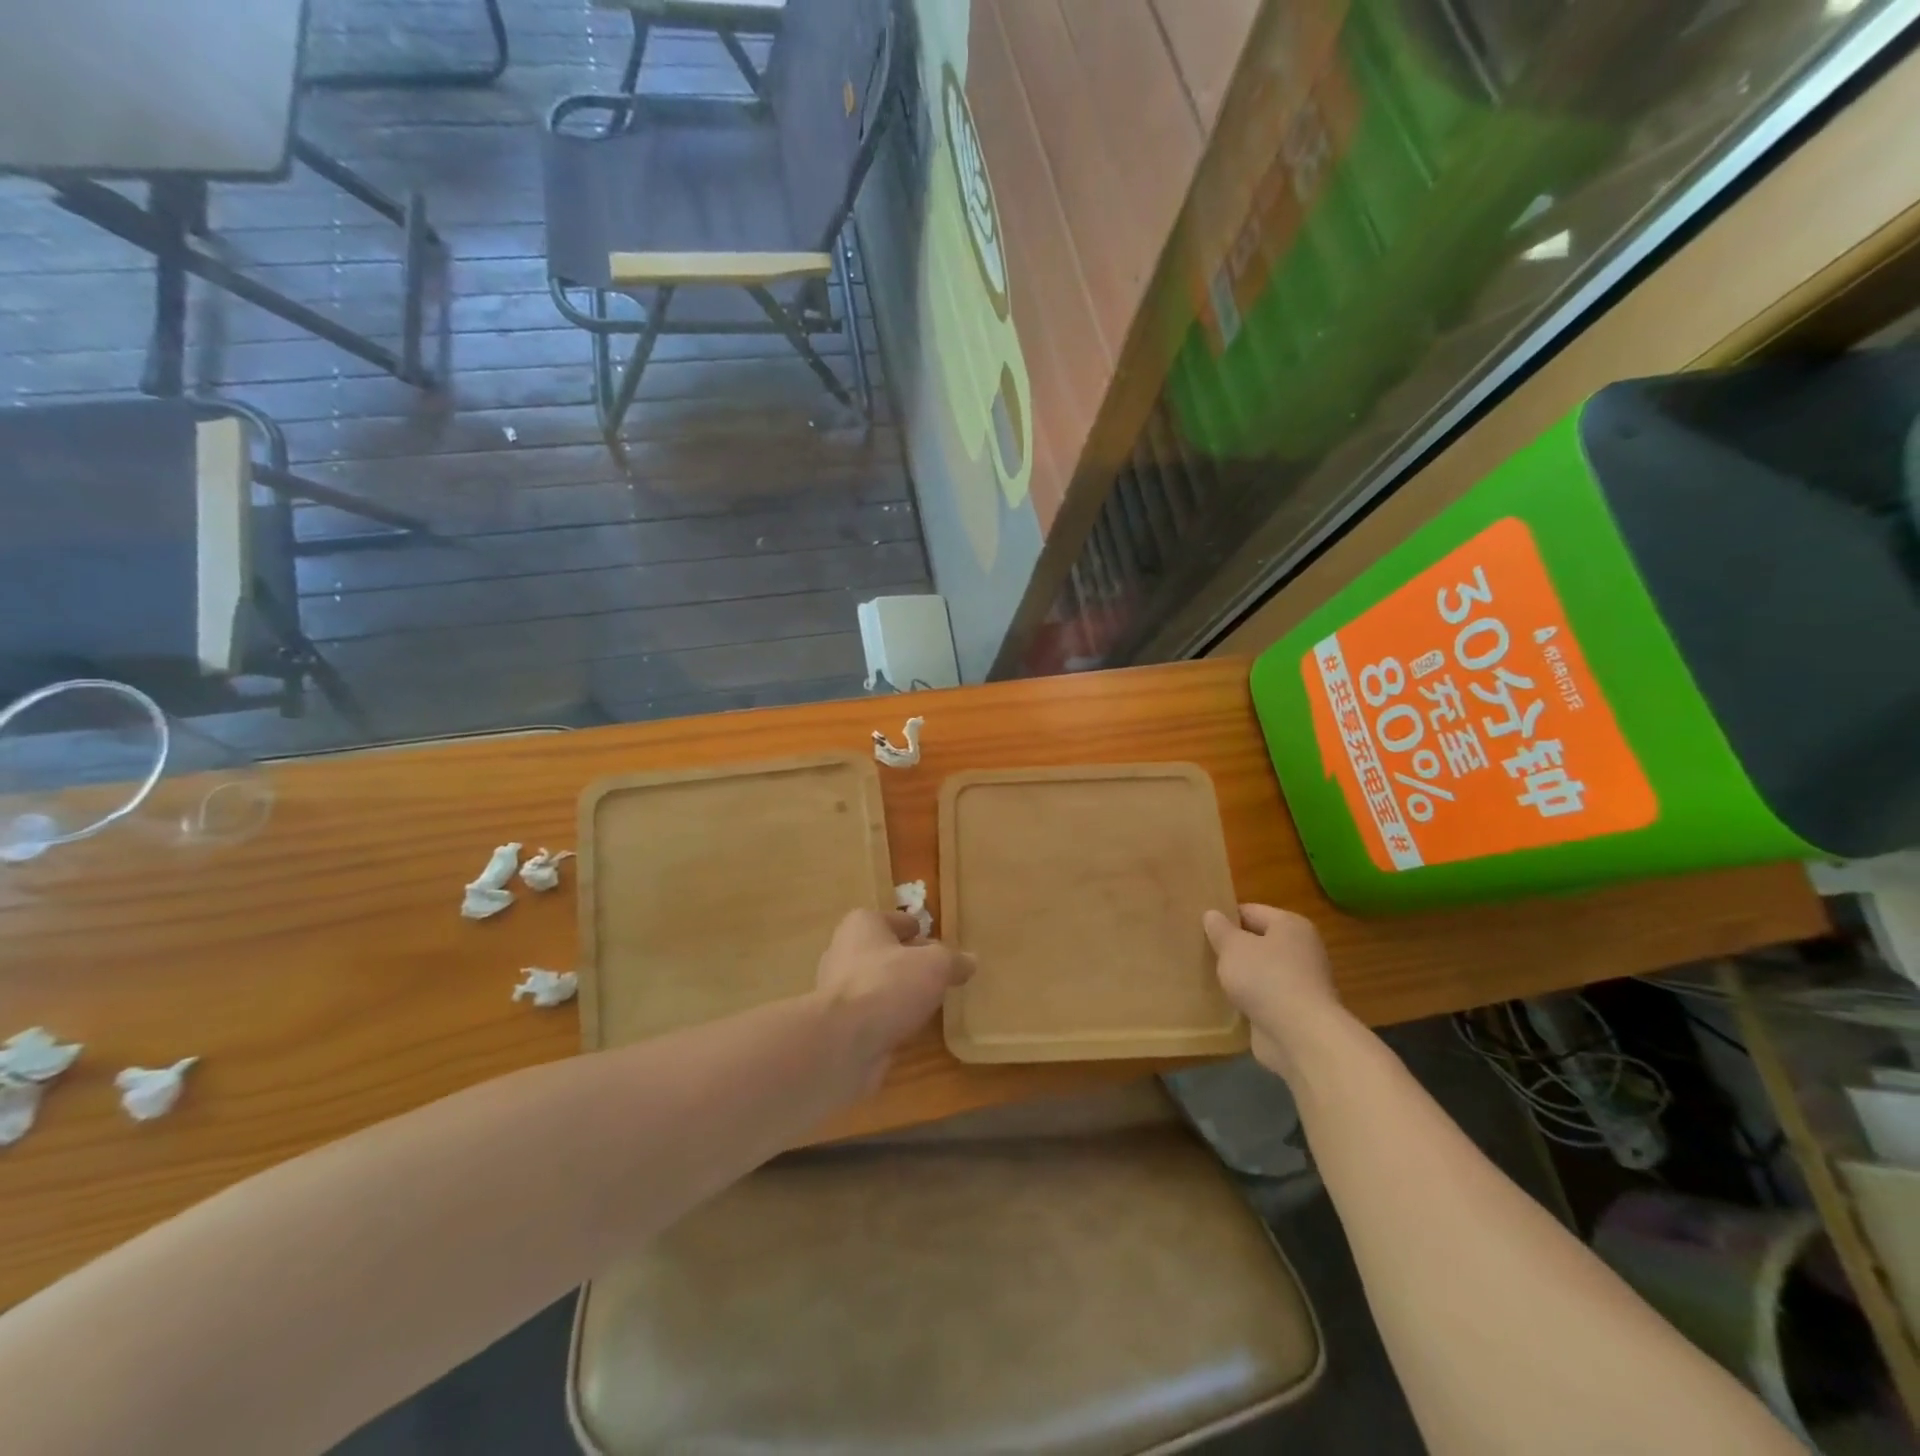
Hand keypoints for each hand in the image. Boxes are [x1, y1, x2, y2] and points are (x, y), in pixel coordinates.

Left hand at [814, 908, 974, 1094]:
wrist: (842, 1043)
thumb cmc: (888, 985)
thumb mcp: (935, 966)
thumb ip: (954, 961)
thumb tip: (970, 960)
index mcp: (863, 925)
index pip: (898, 921)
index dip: (920, 931)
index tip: (939, 945)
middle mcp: (844, 951)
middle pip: (886, 952)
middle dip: (909, 962)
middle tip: (938, 975)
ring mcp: (837, 989)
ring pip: (877, 984)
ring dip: (898, 992)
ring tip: (927, 1002)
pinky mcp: (838, 1023)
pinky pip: (871, 1014)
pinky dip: (887, 1018)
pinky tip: (908, 1028)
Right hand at [1203, 903, 1343, 1079]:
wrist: (1300, 1036)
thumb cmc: (1266, 978)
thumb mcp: (1233, 947)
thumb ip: (1220, 930)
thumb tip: (1212, 914)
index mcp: (1290, 926)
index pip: (1251, 911)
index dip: (1224, 917)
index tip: (1199, 927)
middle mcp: (1301, 950)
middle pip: (1257, 942)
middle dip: (1231, 948)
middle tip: (1200, 951)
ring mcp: (1300, 983)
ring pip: (1260, 972)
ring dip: (1239, 976)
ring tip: (1208, 976)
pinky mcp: (1294, 1012)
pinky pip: (1264, 998)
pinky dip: (1247, 1000)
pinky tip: (1224, 1003)